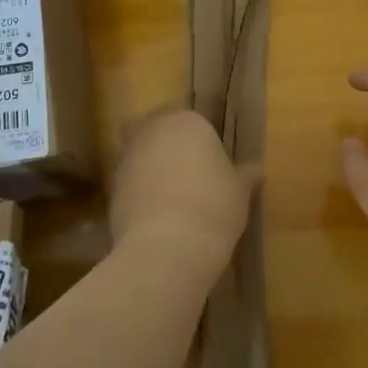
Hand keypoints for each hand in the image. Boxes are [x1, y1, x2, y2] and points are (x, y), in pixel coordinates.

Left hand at [110, 108, 256, 262]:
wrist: (167, 246)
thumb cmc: (213, 207)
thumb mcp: (239, 192)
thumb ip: (244, 176)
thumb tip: (256, 170)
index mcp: (187, 122)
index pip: (193, 121)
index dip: (202, 142)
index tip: (212, 164)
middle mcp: (152, 131)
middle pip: (158, 130)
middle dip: (169, 147)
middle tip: (189, 174)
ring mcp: (126, 158)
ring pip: (140, 154)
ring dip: (151, 168)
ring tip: (172, 198)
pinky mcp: (110, 187)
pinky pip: (129, 182)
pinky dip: (139, 192)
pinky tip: (156, 215)